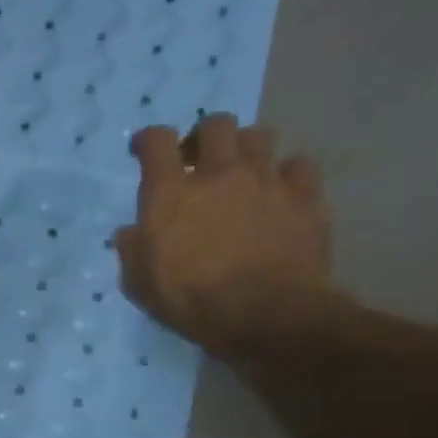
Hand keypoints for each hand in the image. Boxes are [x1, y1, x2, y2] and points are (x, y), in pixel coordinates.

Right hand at [114, 113, 338, 356]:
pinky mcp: (306, 197)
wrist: (266, 312)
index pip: (157, 141)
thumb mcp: (138, 281)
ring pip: (261, 135)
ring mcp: (267, 181)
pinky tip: (280, 190)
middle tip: (199, 159)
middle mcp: (219, 174)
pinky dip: (287, 172)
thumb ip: (132, 249)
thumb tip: (131, 232)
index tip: (145, 150)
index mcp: (170, 193)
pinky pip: (299, 165)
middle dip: (204, 135)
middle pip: (216, 124)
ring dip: (246, 147)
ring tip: (241, 170)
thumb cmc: (189, 298)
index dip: (149, 140)